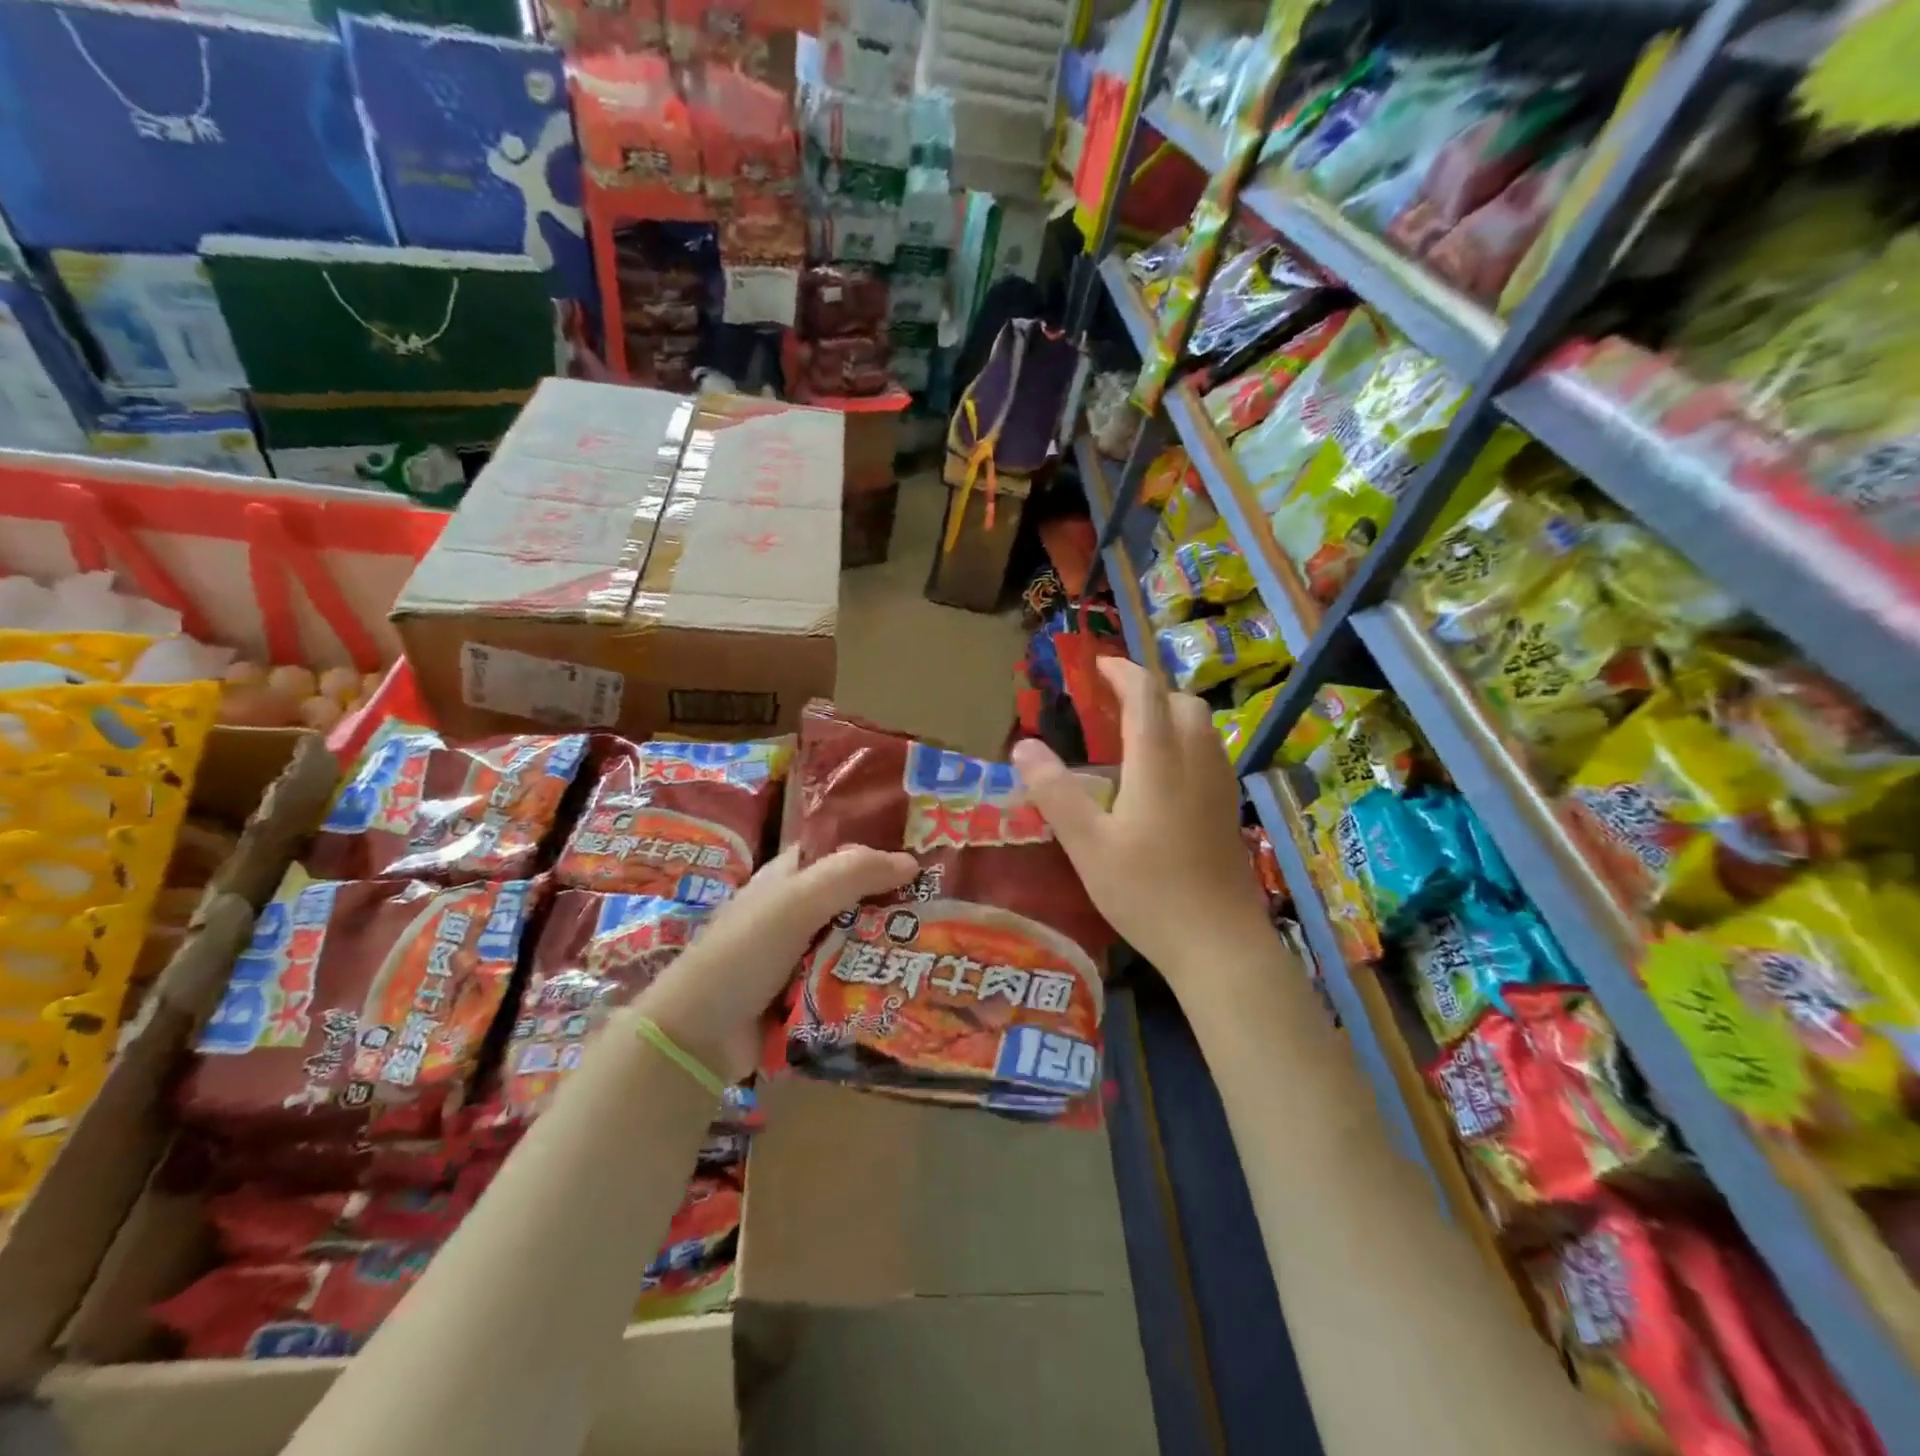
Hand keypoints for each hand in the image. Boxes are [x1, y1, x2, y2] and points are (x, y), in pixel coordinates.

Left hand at [634, 844, 918, 1082]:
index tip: (926, 859)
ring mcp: (804, 956)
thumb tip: (912, 862)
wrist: (698, 1036)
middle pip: (857, 899)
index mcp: (789, 878)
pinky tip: (915, 982)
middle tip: (947, 907)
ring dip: (890, 945)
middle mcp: (799, 911)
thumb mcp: (796, 902)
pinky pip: (852, 980)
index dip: (878, 851)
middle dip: (895, 903)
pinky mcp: (810, 995)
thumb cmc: (743, 952)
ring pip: (858, 941)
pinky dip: (875, 981)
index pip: (841, 852)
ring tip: (943, 946)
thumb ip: (851, 876)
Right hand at [1010, 658, 1272, 980]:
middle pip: (1181, 701)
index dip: (1121, 671)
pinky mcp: (1229, 809)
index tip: (1096, 666)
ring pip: (1202, 726)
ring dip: (1170, 714)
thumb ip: (1054, 792)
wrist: (1219, 943)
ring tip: (1134, 735)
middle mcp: (1196, 760)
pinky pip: (1209, 752)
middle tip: (1112, 703)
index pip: (1146, 693)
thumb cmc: (1147, 891)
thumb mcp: (1087, 845)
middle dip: (1148, 690)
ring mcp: (1220, 785)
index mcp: (1159, 760)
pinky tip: (1163, 777)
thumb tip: (1023, 745)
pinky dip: (1184, 741)